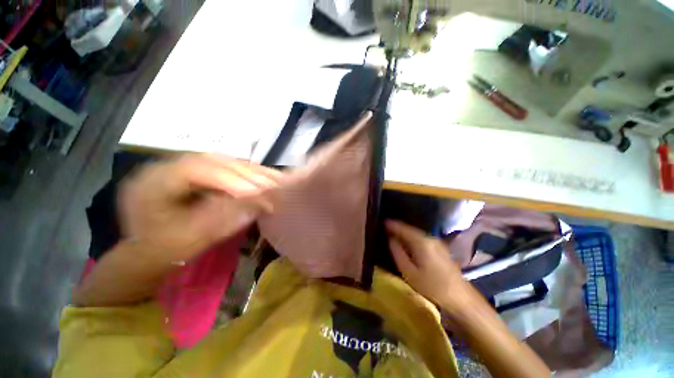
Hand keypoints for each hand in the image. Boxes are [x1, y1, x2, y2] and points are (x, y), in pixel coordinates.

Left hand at [118, 154, 281, 261]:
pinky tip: (266, 178)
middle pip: (215, 161)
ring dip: (253, 172)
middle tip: (276, 184)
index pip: (197, 170)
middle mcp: (169, 166)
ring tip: (277, 180)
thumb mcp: (194, 237)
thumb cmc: (165, 250)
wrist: (150, 251)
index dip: (232, 180)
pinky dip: (249, 174)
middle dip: (248, 174)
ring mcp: (185, 167)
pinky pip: (228, 169)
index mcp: (154, 182)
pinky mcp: (199, 173)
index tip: (261, 193)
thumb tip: (262, 202)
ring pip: (225, 162)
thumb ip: (227, 217)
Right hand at [386, 220, 467, 307]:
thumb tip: (391, 239)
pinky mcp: (440, 248)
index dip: (392, 224)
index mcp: (421, 242)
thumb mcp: (409, 272)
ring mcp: (437, 242)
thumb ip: (397, 252)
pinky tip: (408, 243)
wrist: (460, 298)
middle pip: (410, 229)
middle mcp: (429, 238)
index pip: (403, 228)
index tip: (382, 222)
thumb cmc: (432, 287)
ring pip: (416, 234)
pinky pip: (422, 238)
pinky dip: (412, 238)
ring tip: (394, 234)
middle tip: (385, 228)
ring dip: (405, 233)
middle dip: (398, 228)